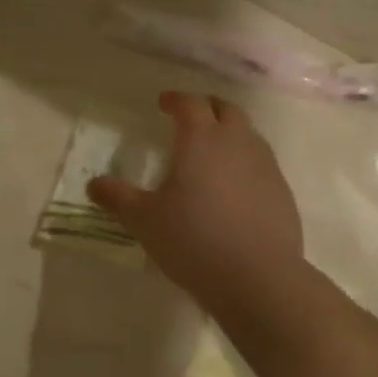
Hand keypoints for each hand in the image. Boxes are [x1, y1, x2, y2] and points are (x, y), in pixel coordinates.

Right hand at [88, 91, 304, 308]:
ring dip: (230, 134)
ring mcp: (266, 167)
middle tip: (191, 118)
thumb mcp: (144, 220)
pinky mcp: (283, 193)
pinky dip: (246, 164)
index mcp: (201, 139)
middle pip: (226, 109)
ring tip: (213, 152)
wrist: (257, 277)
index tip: (163, 103)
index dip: (175, 99)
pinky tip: (235, 189)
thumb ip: (118, 197)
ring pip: (249, 135)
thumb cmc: (193, 239)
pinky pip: (262, 165)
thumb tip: (94, 184)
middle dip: (207, 107)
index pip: (190, 104)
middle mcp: (237, 143)